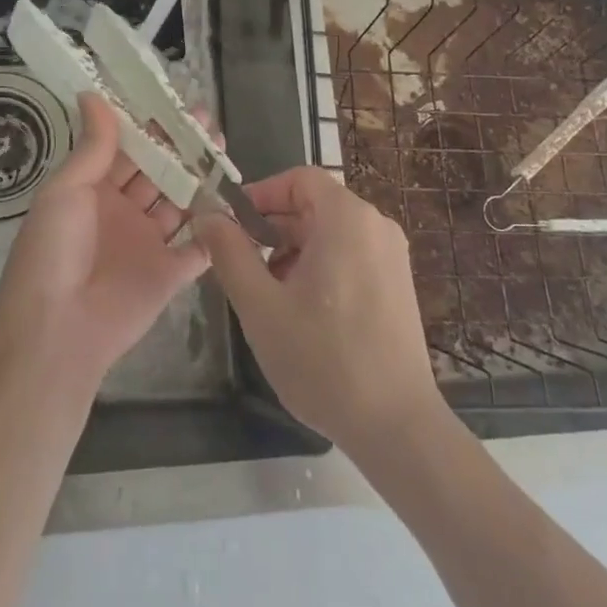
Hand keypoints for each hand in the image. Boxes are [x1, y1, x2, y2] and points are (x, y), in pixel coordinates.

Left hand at [0, 92, 209, 392]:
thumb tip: (93, 93)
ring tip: (223, 147)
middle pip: (157, 171)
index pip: (126, 149)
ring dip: (200, 177)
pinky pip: (199, 246)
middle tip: (207, 118)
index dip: (149, 126)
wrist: (57, 331)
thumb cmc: (54, 250)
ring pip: (180, 202)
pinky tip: (234, 201)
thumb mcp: (66, 190)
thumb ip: (93, 146)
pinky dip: (216, 227)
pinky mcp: (171, 273)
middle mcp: (123, 212)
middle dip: (180, 146)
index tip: (173, 99)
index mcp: (94, 190)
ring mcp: (149, 243)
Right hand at [195, 167, 443, 458]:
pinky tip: (302, 309)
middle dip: (274, 227)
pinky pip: (350, 253)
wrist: (397, 427)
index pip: (299, 178)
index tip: (233, 224)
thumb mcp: (261, 306)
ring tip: (269, 293)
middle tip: (243, 263)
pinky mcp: (398, 283)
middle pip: (314, 204)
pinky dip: (320, 265)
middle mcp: (375, 225)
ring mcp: (392, 255)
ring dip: (294, 249)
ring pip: (330, 231)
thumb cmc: (323, 359)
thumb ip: (229, 253)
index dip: (261, 193)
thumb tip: (208, 215)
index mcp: (346, 218)